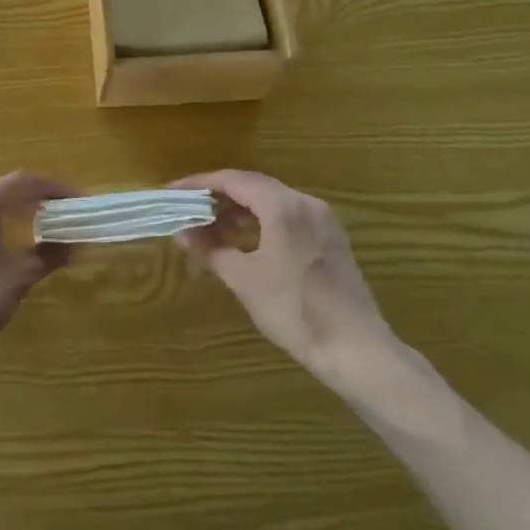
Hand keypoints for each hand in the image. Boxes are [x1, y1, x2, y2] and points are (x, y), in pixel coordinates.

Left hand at [0, 171, 79, 380]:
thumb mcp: (18, 278)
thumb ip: (49, 255)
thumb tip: (75, 245)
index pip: (23, 182)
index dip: (54, 188)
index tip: (78, 200)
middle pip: (2, 191)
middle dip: (35, 201)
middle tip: (62, 215)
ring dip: (13, 215)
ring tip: (38, 230)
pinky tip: (2, 248)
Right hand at [172, 169, 395, 387]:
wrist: (356, 349)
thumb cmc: (294, 310)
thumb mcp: (245, 280)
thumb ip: (211, 249)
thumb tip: (182, 232)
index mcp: (284, 206)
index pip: (234, 180)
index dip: (200, 184)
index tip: (173, 192)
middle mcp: (306, 202)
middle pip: (254, 186)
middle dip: (219, 196)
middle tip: (188, 209)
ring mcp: (323, 220)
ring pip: (272, 202)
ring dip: (240, 211)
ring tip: (210, 228)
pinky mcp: (331, 239)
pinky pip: (289, 217)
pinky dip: (262, 222)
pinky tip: (245, 242)